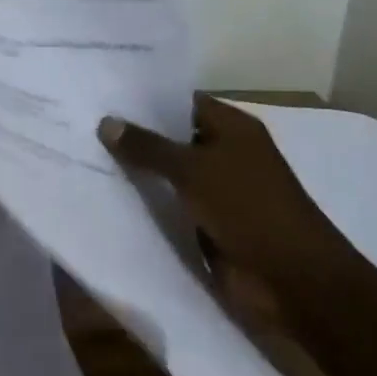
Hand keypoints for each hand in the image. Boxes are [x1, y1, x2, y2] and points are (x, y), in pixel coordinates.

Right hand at [98, 95, 336, 293]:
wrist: (291, 279)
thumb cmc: (248, 208)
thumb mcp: (193, 170)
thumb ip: (148, 147)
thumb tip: (106, 121)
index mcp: (234, 128)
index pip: (184, 102)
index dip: (147, 100)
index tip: (105, 96)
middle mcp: (228, 154)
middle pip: (175, 139)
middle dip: (137, 137)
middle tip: (85, 126)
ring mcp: (220, 192)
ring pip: (171, 175)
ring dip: (140, 173)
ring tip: (88, 158)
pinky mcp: (211, 225)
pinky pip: (173, 207)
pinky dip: (150, 205)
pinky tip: (110, 198)